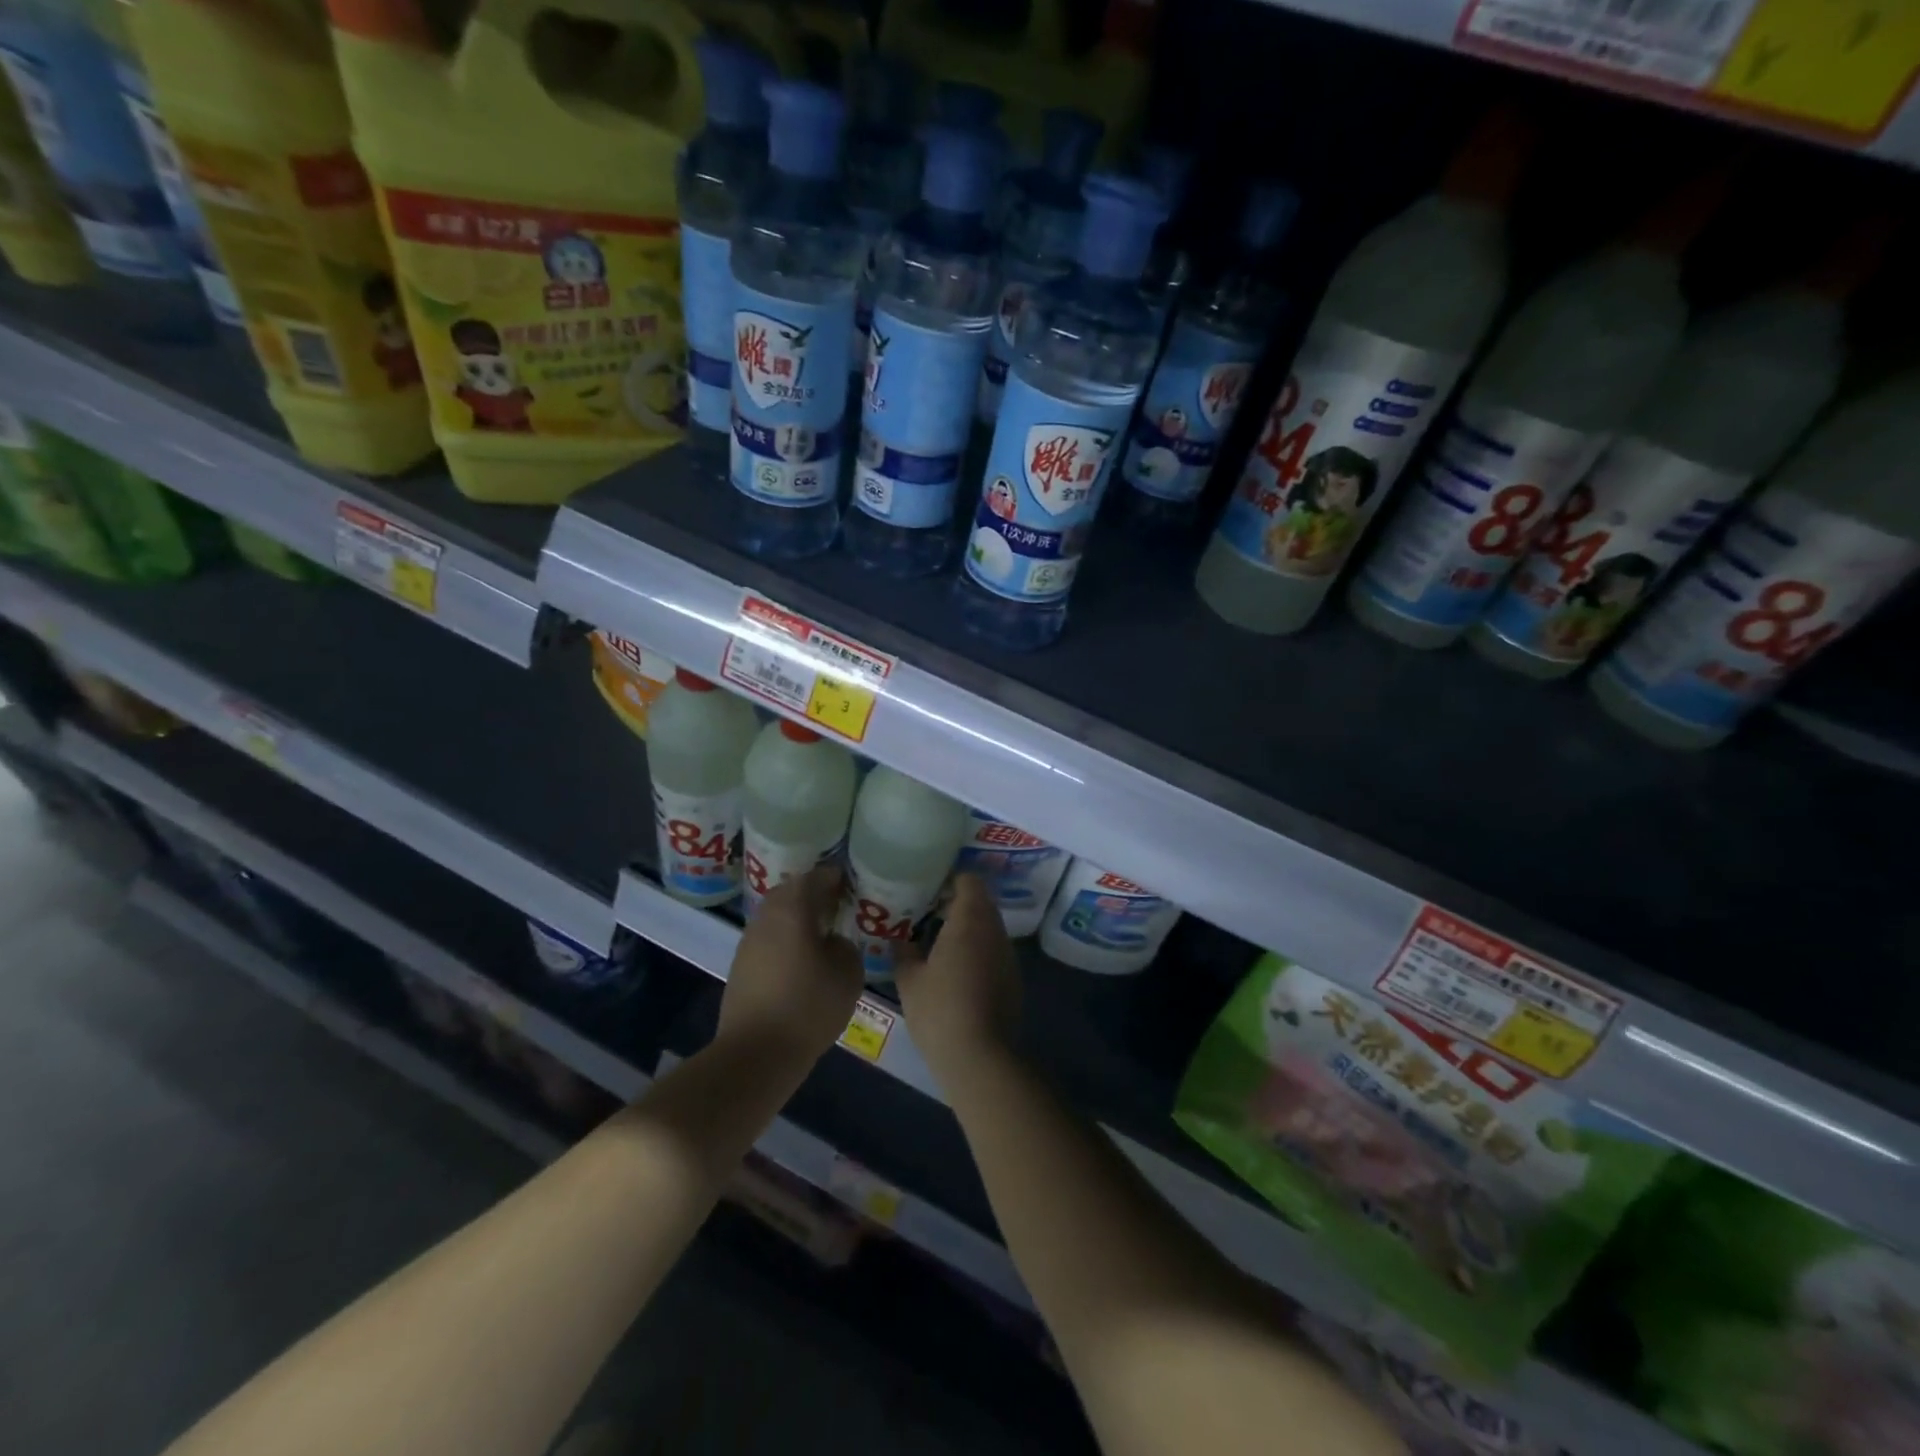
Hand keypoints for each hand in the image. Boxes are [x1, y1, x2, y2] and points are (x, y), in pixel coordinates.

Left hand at [719, 865, 863, 1063]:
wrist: (756, 1053)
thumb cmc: (809, 1006)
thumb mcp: (848, 974)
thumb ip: (845, 946)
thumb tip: (832, 941)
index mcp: (793, 908)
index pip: (816, 877)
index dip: (836, 877)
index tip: (851, 884)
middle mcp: (767, 916)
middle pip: (791, 892)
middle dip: (813, 894)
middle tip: (837, 905)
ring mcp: (749, 941)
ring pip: (777, 915)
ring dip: (797, 917)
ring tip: (822, 931)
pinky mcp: (741, 966)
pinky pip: (769, 939)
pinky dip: (786, 939)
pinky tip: (802, 958)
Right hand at [894, 874, 1020, 1087]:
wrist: (981, 1057)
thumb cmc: (939, 1010)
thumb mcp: (909, 980)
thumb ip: (903, 951)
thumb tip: (899, 938)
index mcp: (970, 920)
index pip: (969, 881)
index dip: (949, 881)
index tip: (927, 890)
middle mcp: (995, 930)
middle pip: (980, 902)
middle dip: (956, 905)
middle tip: (926, 916)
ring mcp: (1008, 955)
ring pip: (988, 927)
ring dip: (968, 929)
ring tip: (938, 943)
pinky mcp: (1013, 978)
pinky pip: (994, 950)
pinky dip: (978, 951)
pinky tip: (957, 970)